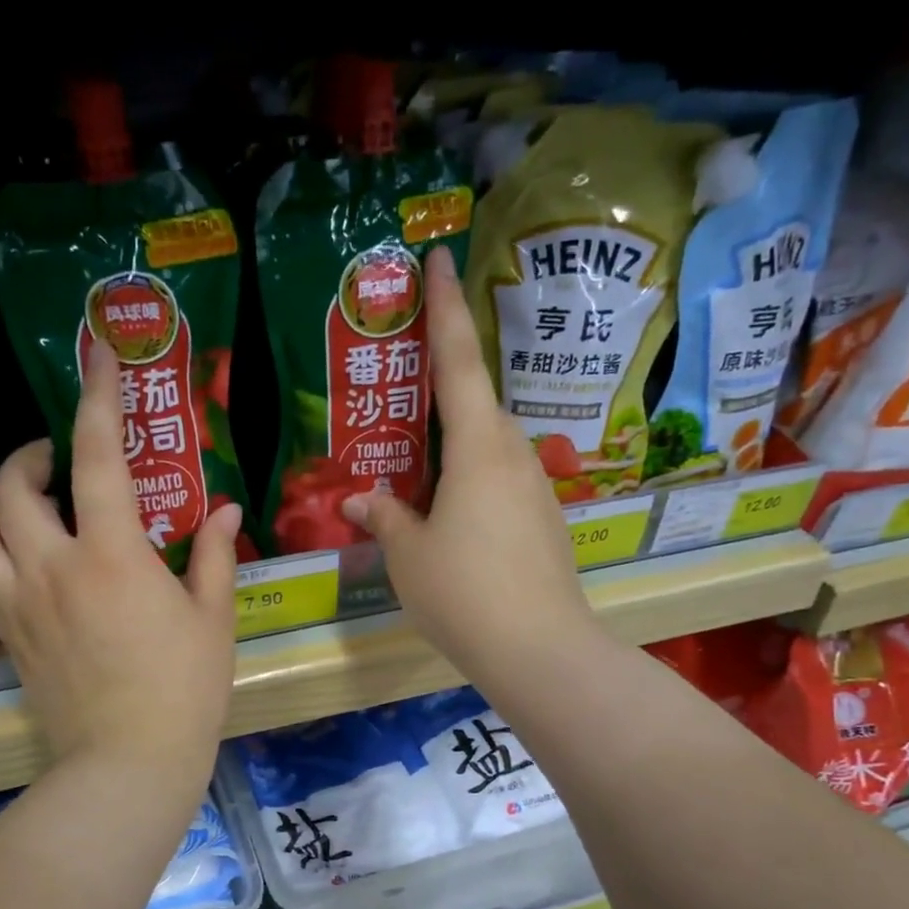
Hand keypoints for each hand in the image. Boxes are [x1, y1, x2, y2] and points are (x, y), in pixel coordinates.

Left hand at [0, 340, 240, 791]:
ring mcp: (19, 602)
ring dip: (1, 501)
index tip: (97, 355)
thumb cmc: (184, 690)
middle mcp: (52, 567)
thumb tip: (224, 508)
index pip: (96, 458)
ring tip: (32, 504)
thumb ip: (211, 554)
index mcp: (112, 556)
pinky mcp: (7, 635)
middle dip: (32, 455)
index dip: (97, 398)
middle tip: (60, 458)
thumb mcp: (212, 618)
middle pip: (14, 486)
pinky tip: (27, 558)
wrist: (127, 761)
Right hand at [341, 244, 592, 687]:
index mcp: (478, 448)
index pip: (459, 362)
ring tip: (423, 472)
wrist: (538, 649)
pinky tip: (453, 518)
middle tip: (410, 395)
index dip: (445, 309)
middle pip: (480, 406)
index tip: (441, 259)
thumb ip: (386, 519)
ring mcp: (536, 489)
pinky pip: (503, 483)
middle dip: (448, 392)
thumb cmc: (463, 592)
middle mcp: (515, 455)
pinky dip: (475, 483)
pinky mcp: (545, 522)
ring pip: (492, 448)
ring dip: (460, 447)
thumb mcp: (409, 555)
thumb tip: (362, 500)